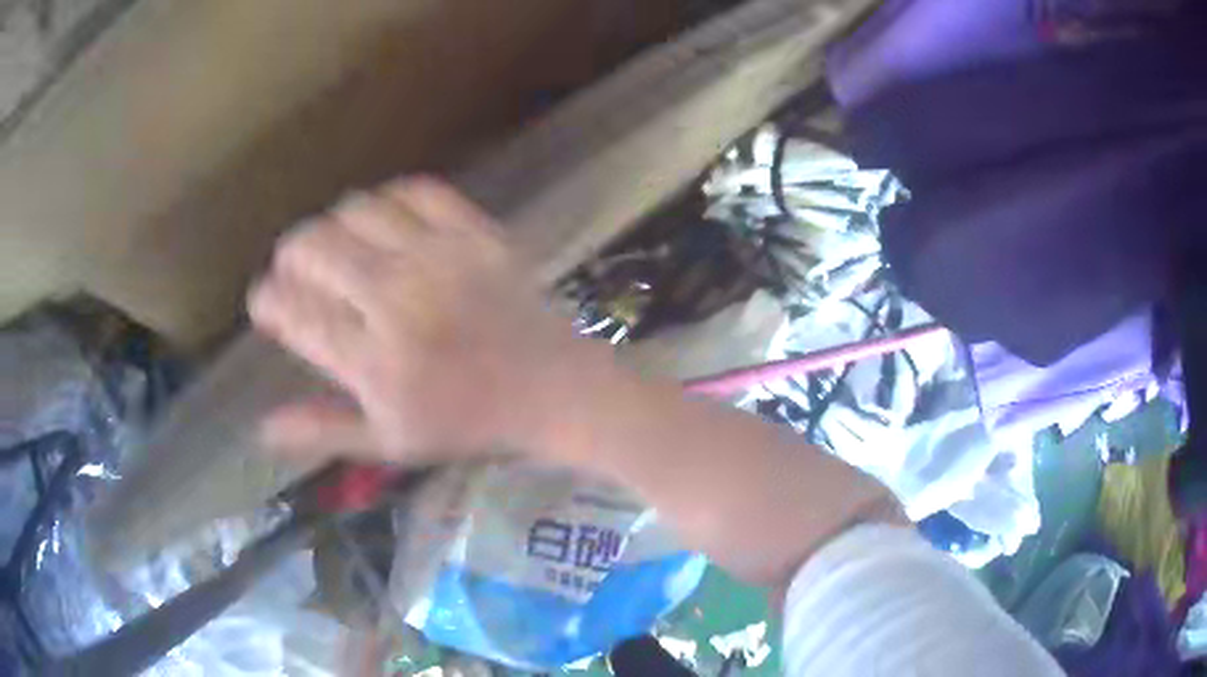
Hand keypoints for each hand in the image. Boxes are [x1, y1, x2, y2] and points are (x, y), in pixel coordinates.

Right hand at [248, 177, 581, 464]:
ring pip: (357, 211)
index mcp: (374, 362)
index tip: (265, 301)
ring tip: (339, 248)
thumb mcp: (391, 442)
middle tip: (297, 271)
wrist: (553, 390)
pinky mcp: (476, 233)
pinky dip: (389, 201)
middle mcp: (397, 301)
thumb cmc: (469, 424)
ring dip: (333, 225)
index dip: (267, 300)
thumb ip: (324, 430)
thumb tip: (263, 427)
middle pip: (315, 248)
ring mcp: (439, 259)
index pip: (294, 312)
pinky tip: (386, 223)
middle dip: (291, 257)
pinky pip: (417, 192)